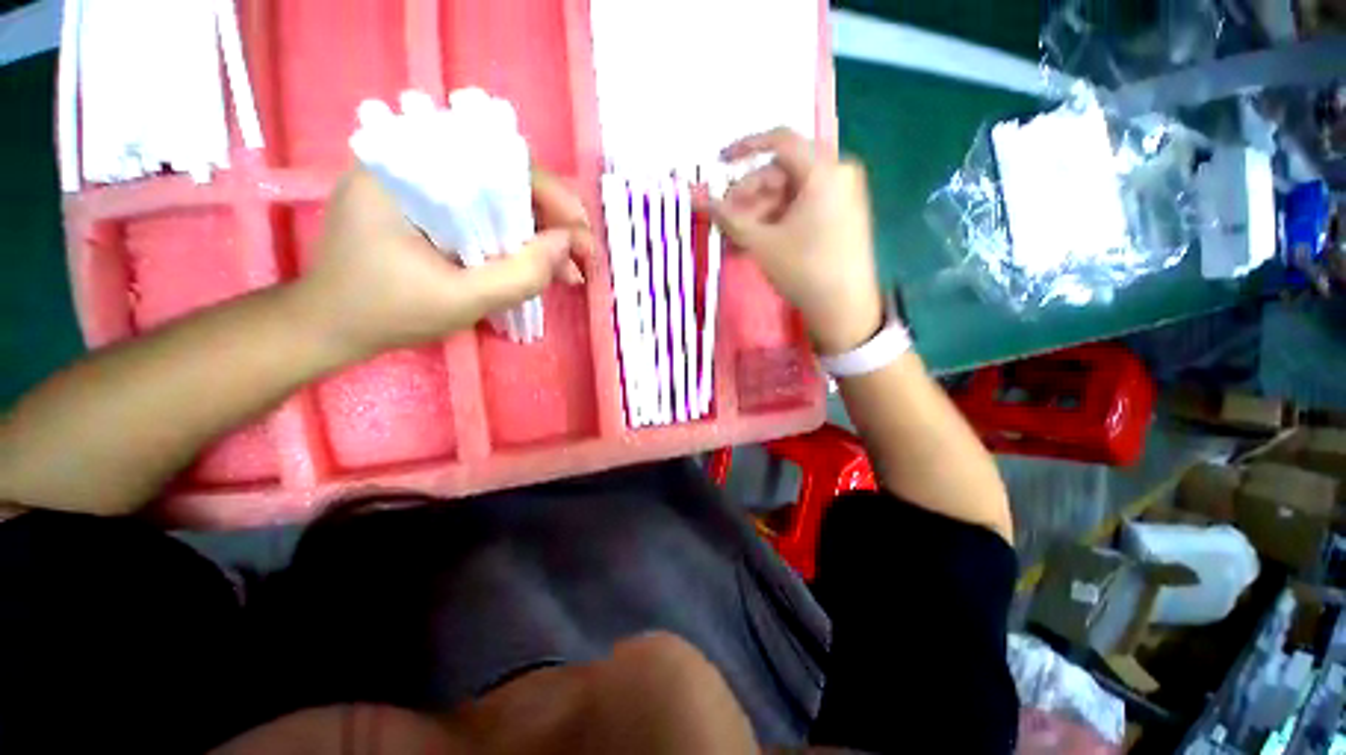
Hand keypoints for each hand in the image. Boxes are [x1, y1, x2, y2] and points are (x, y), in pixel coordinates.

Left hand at [293, 168, 593, 359]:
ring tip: (568, 272)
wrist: (331, 327)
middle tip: (582, 258)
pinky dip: (516, 241)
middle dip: (551, 220)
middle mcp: (415, 163)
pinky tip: (538, 266)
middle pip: (503, 179)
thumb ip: (519, 274)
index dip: (551, 196)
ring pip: (499, 200)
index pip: (497, 161)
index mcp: (407, 169)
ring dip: (538, 234)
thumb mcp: (460, 300)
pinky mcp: (429, 208)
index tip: (581, 235)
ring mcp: (422, 186)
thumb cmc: (384, 312)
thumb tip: (568, 245)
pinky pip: (485, 216)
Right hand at [709, 128, 884, 354]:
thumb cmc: (803, 270)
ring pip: (790, 193)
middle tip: (725, 219)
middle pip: (782, 172)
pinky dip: (778, 219)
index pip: (779, 141)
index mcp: (823, 170)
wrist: (844, 308)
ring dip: (759, 212)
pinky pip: (803, 207)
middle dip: (749, 195)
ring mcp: (842, 195)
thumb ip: (728, 218)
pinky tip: (758, 239)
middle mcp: (837, 173)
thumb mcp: (761, 243)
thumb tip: (698, 199)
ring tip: (737, 238)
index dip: (744, 148)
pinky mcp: (841, 215)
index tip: (719, 162)